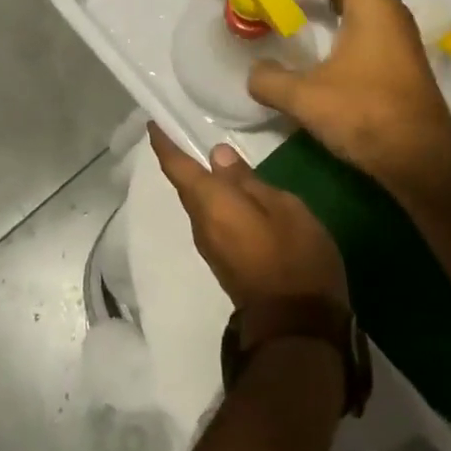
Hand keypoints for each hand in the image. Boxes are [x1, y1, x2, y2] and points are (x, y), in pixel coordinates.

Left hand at [147, 125, 347, 320]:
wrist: (296, 329)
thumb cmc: (294, 259)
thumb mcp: (284, 209)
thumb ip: (248, 181)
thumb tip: (217, 156)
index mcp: (212, 205)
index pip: (178, 168)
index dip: (163, 143)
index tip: (153, 121)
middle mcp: (202, 224)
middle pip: (187, 186)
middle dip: (183, 159)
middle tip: (188, 129)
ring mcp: (211, 247)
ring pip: (200, 203)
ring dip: (201, 181)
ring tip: (214, 157)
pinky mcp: (224, 261)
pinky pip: (212, 219)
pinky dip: (215, 198)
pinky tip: (233, 191)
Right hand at [246, 0, 450, 196]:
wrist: (423, 158)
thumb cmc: (368, 115)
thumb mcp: (306, 97)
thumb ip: (269, 79)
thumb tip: (254, 74)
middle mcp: (382, 3)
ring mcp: (389, 26)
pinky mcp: (389, 48)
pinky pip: (350, 10)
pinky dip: (321, 6)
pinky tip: (300, 24)